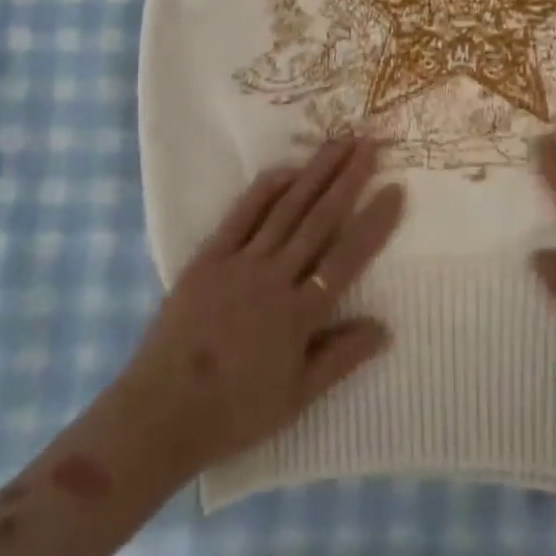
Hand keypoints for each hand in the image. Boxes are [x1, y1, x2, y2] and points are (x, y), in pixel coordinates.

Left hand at [112, 135, 405, 477]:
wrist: (160, 413)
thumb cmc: (234, 412)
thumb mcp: (296, 399)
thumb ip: (340, 358)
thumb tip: (385, 327)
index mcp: (299, 314)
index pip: (346, 258)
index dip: (374, 222)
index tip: (396, 189)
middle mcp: (274, 278)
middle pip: (320, 219)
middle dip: (348, 178)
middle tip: (370, 143)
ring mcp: (240, 262)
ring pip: (287, 208)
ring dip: (315, 172)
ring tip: (339, 142)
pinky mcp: (210, 257)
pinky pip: (242, 215)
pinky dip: (266, 189)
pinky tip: (287, 168)